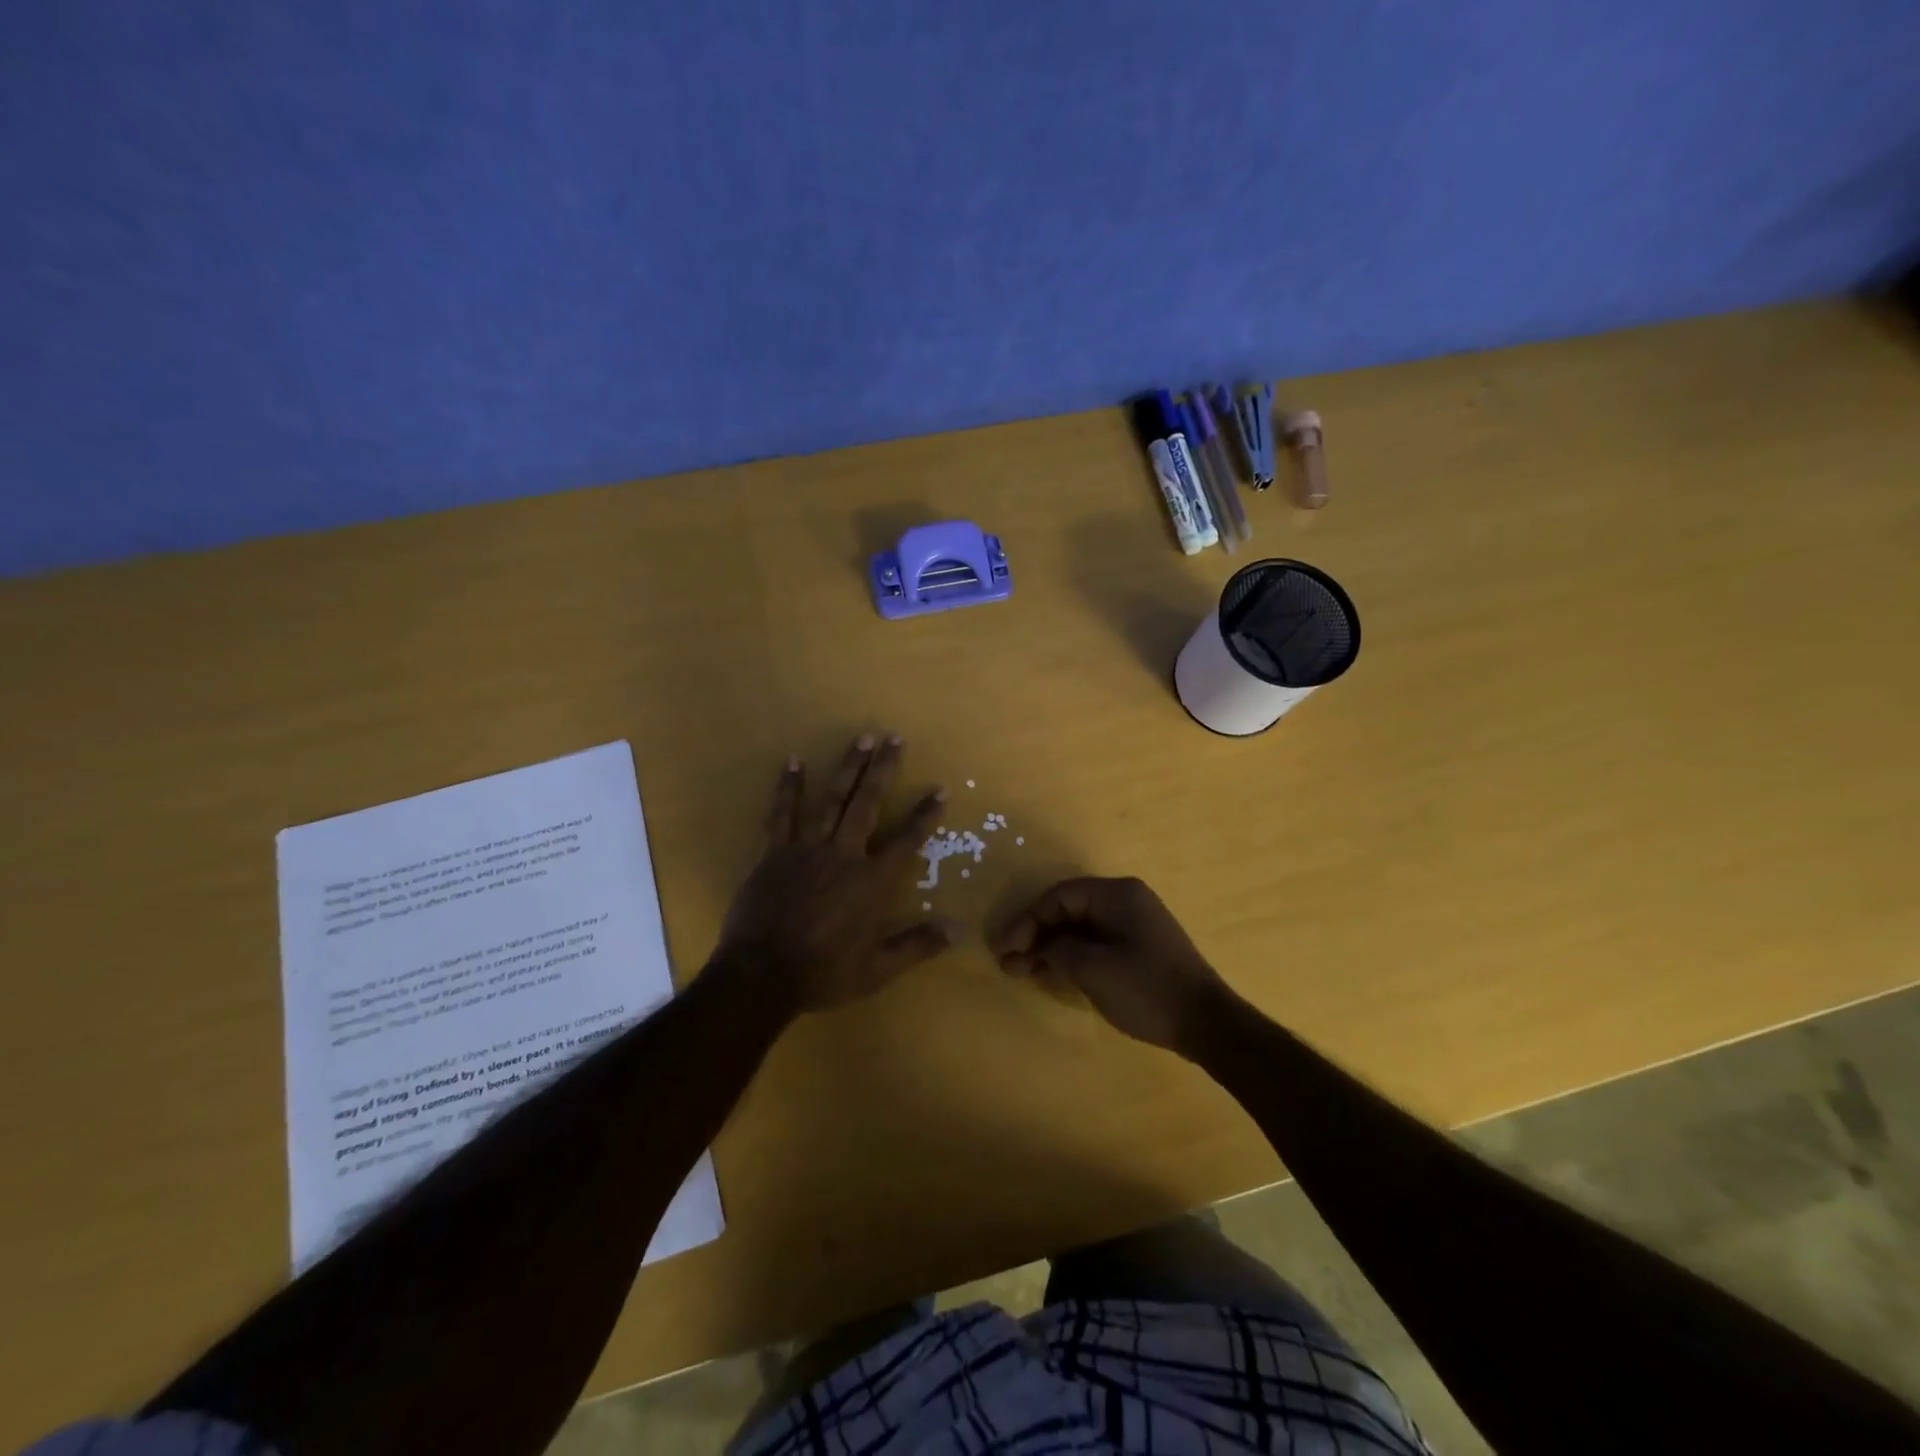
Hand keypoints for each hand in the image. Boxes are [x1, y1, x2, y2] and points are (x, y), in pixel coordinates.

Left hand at [717, 734, 955, 1013]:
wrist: (761, 976)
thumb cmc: (823, 973)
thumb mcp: (877, 969)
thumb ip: (918, 945)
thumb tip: (959, 930)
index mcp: (870, 882)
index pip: (906, 841)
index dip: (924, 815)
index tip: (939, 789)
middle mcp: (843, 855)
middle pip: (867, 804)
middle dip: (883, 770)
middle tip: (894, 737)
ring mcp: (807, 849)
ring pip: (831, 799)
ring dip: (847, 766)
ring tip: (862, 737)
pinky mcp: (775, 852)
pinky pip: (782, 813)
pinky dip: (789, 787)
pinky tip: (795, 762)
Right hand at [992, 877, 1231, 1053]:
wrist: (1207, 1024)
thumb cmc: (1146, 989)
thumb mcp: (1093, 969)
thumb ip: (1057, 950)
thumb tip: (1036, 948)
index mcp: (1117, 894)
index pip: (1059, 897)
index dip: (1027, 922)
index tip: (1004, 950)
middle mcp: (1126, 900)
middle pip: (1068, 910)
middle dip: (1035, 936)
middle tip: (1009, 964)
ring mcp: (1134, 923)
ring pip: (1080, 928)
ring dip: (1050, 948)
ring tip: (1023, 972)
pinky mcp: (1139, 947)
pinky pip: (1095, 942)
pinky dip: (1071, 956)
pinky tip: (1052, 974)